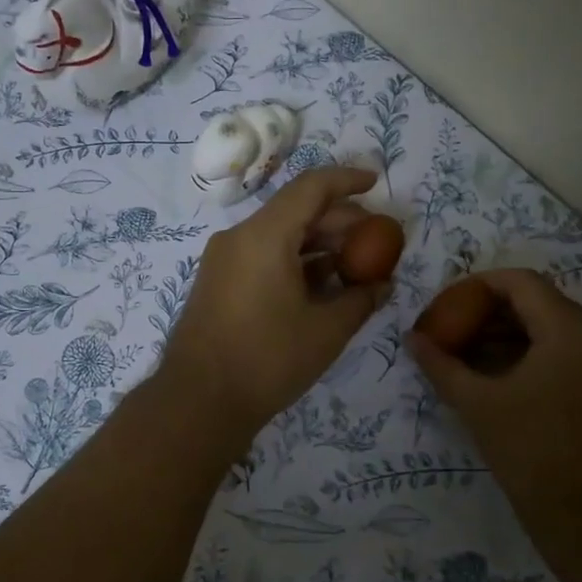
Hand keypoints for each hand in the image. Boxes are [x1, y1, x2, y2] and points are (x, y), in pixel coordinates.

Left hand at [159, 167, 385, 434]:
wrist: (198, 401)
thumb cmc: (267, 360)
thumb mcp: (326, 331)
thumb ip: (360, 299)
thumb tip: (383, 284)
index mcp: (264, 235)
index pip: (311, 187)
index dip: (347, 180)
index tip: (376, 183)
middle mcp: (240, 237)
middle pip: (296, 210)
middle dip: (340, 220)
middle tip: (376, 240)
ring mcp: (225, 259)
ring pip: (280, 234)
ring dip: (319, 244)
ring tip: (356, 266)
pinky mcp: (219, 281)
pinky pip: (263, 255)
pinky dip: (296, 261)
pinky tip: (323, 285)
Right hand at [408, 269, 581, 534]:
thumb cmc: (535, 455)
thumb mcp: (479, 406)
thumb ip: (442, 366)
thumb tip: (412, 339)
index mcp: (572, 332)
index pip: (521, 283)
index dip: (478, 286)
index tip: (446, 305)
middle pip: (539, 304)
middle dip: (490, 313)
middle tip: (451, 330)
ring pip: (554, 331)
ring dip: (510, 336)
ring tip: (467, 355)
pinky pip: (568, 356)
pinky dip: (532, 357)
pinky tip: (498, 379)